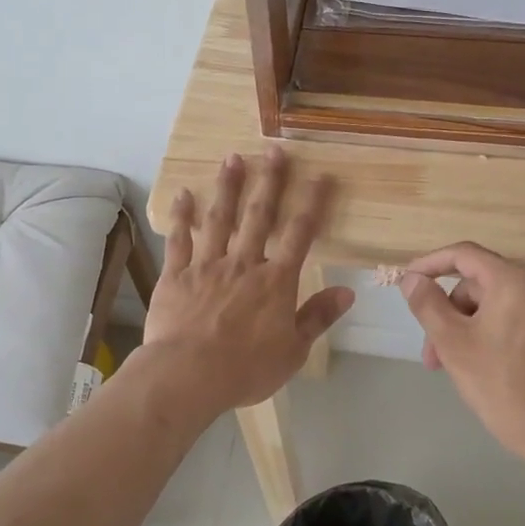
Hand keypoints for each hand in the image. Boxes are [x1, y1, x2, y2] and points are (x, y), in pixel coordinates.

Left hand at [141, 149, 354, 414]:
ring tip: (232, 158)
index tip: (321, 176)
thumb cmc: (246, 369)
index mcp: (276, 281)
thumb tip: (348, 292)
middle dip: (269, 181)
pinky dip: (181, 216)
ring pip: (219, 218)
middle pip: (259, 215)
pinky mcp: (177, 275)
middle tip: (275, 150)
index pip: (300, 234)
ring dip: (228, 187)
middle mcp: (243, 263)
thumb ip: (318, 317)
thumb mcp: (293, 350)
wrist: (188, 375)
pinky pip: (179, 240)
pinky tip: (184, 194)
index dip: (312, 203)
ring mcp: (207, 265)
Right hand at [397, 242, 524, 461]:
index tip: (407, 281)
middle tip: (432, 354)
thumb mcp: (453, 343)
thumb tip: (412, 279)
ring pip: (499, 304)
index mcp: (517, 279)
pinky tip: (485, 366)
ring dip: (469, 327)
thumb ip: (427, 304)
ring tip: (453, 367)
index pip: (464, 255)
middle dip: (450, 313)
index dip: (430, 264)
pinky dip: (495, 333)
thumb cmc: (502, 384)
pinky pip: (520, 319)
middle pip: (481, 284)